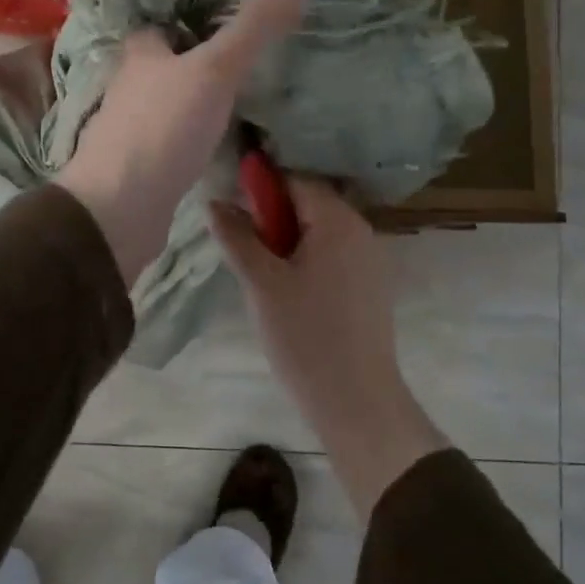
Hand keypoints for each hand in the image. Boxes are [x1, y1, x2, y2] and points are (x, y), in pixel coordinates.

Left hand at [56, 0, 307, 282]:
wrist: (119, 209)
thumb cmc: (163, 128)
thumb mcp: (216, 70)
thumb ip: (254, 26)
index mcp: (141, 54)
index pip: (162, 24)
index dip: (189, 18)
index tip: (228, 16)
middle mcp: (131, 87)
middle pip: (167, 65)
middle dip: (198, 62)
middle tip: (247, 59)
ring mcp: (133, 130)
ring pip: (170, 104)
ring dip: (197, 101)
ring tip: (244, 98)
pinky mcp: (142, 167)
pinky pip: (174, 142)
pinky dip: (195, 138)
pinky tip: (221, 145)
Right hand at [211, 177, 448, 517]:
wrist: (357, 401)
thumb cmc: (306, 336)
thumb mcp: (262, 284)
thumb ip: (237, 237)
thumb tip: (214, 202)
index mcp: (338, 221)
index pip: (295, 181)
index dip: (260, 189)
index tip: (233, 213)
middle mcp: (361, 230)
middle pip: (309, 204)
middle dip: (272, 219)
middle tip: (244, 250)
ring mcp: (370, 260)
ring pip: (319, 233)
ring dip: (287, 242)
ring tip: (262, 277)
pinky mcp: (370, 286)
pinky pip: (333, 256)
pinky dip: (306, 261)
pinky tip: (289, 294)